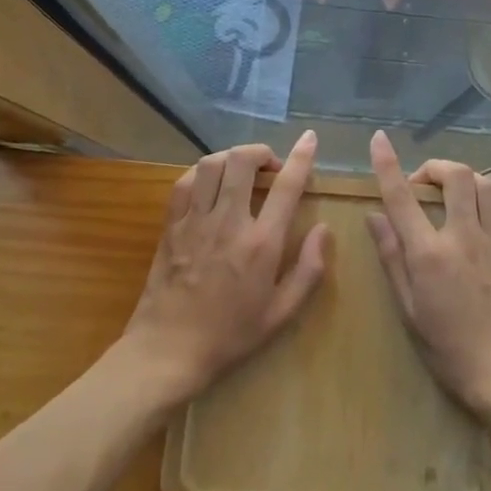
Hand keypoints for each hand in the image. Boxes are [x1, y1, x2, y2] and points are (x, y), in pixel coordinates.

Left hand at [121, 132, 329, 404]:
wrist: (168, 352)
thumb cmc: (230, 336)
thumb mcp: (281, 314)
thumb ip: (309, 269)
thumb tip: (323, 229)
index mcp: (261, 244)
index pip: (286, 186)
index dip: (301, 157)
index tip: (309, 139)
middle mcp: (228, 223)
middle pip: (243, 161)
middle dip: (262, 151)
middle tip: (271, 166)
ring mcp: (195, 221)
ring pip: (211, 164)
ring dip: (231, 157)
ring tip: (242, 170)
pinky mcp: (171, 226)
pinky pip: (184, 182)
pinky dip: (201, 173)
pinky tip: (210, 184)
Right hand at [365, 130, 490, 419]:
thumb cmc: (449, 350)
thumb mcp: (410, 310)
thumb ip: (392, 258)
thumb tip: (374, 216)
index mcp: (429, 253)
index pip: (402, 197)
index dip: (388, 164)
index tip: (379, 140)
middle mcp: (463, 236)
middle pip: (455, 176)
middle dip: (435, 167)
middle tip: (423, 184)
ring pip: (485, 185)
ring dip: (466, 179)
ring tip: (452, 193)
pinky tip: (487, 207)